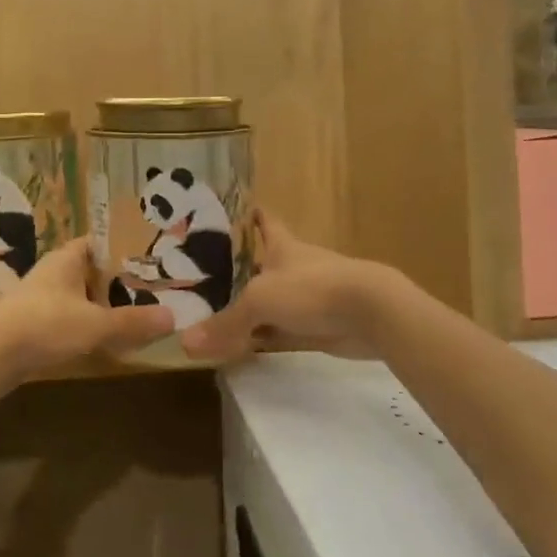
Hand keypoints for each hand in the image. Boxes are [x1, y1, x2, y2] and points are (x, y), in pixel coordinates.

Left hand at [0, 238, 174, 397]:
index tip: (150, 258)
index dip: (122, 248)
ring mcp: (38, 299)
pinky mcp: (30, 325)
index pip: (98, 243)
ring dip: (99, 305)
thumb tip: (173, 317)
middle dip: (116, 281)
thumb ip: (132, 322)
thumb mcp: (95, 324)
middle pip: (90, 271)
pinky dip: (83, 326)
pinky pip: (65, 319)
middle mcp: (52, 273)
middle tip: (150, 290)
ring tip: (132, 316)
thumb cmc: (43, 325)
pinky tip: (101, 341)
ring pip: (77, 296)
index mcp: (66, 259)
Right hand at [182, 213, 395, 364]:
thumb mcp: (260, 301)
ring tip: (213, 311)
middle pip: (261, 265)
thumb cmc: (312, 289)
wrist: (370, 313)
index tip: (232, 210)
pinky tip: (240, 346)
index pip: (263, 222)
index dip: (250, 215)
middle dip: (237, 270)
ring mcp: (307, 298)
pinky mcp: (317, 326)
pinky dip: (262, 339)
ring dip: (249, 308)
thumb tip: (186, 343)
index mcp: (282, 246)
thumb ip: (225, 322)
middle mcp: (293, 267)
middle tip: (202, 276)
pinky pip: (281, 332)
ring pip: (270, 301)